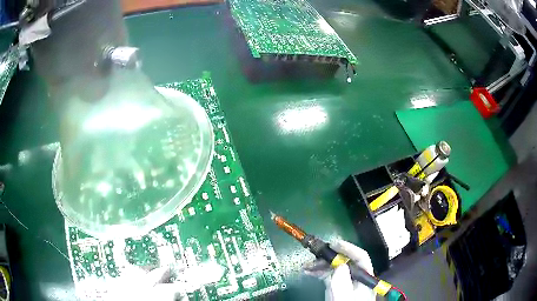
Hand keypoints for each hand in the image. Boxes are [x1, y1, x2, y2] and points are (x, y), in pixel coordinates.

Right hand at [303, 240, 375, 300]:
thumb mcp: (344, 297)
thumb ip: (343, 282)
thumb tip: (340, 264)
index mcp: (364, 278)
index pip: (361, 258)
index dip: (348, 248)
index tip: (333, 244)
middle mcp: (356, 277)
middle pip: (346, 261)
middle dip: (329, 257)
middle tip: (314, 255)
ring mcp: (347, 282)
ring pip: (336, 267)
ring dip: (321, 264)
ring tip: (306, 266)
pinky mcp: (338, 287)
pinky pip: (329, 275)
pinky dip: (319, 272)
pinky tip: (309, 271)